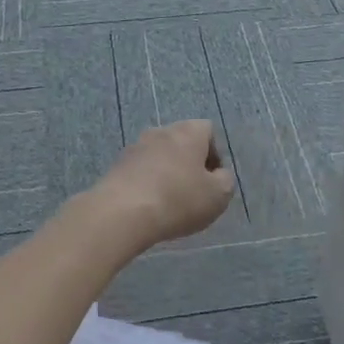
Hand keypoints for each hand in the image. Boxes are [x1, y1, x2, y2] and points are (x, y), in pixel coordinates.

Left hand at [78, 119, 235, 253]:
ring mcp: (136, 146)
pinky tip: (148, 207)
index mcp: (188, 131)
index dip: (215, 155)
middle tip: (193, 193)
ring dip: (167, 174)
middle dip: (190, 165)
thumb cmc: (178, 199)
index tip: (212, 181)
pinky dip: (148, 184)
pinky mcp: (117, 164)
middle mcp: (161, 130)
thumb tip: (218, 175)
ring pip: (160, 157)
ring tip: (169, 204)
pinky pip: (141, 171)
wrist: (122, 212)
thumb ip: (225, 180)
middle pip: (183, 142)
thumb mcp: (218, 195)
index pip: (208, 131)